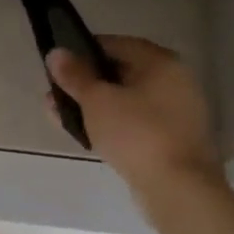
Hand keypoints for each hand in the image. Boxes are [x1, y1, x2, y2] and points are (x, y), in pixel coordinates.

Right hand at [47, 36, 222, 192]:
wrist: (177, 189)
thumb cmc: (136, 133)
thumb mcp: (96, 100)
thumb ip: (75, 75)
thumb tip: (56, 53)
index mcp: (161, 63)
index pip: (116, 44)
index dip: (83, 52)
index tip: (59, 66)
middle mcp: (175, 81)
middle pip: (121, 73)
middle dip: (85, 83)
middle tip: (56, 94)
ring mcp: (177, 112)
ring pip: (126, 100)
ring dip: (94, 105)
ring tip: (62, 116)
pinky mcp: (172, 140)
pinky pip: (135, 122)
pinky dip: (112, 123)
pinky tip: (87, 134)